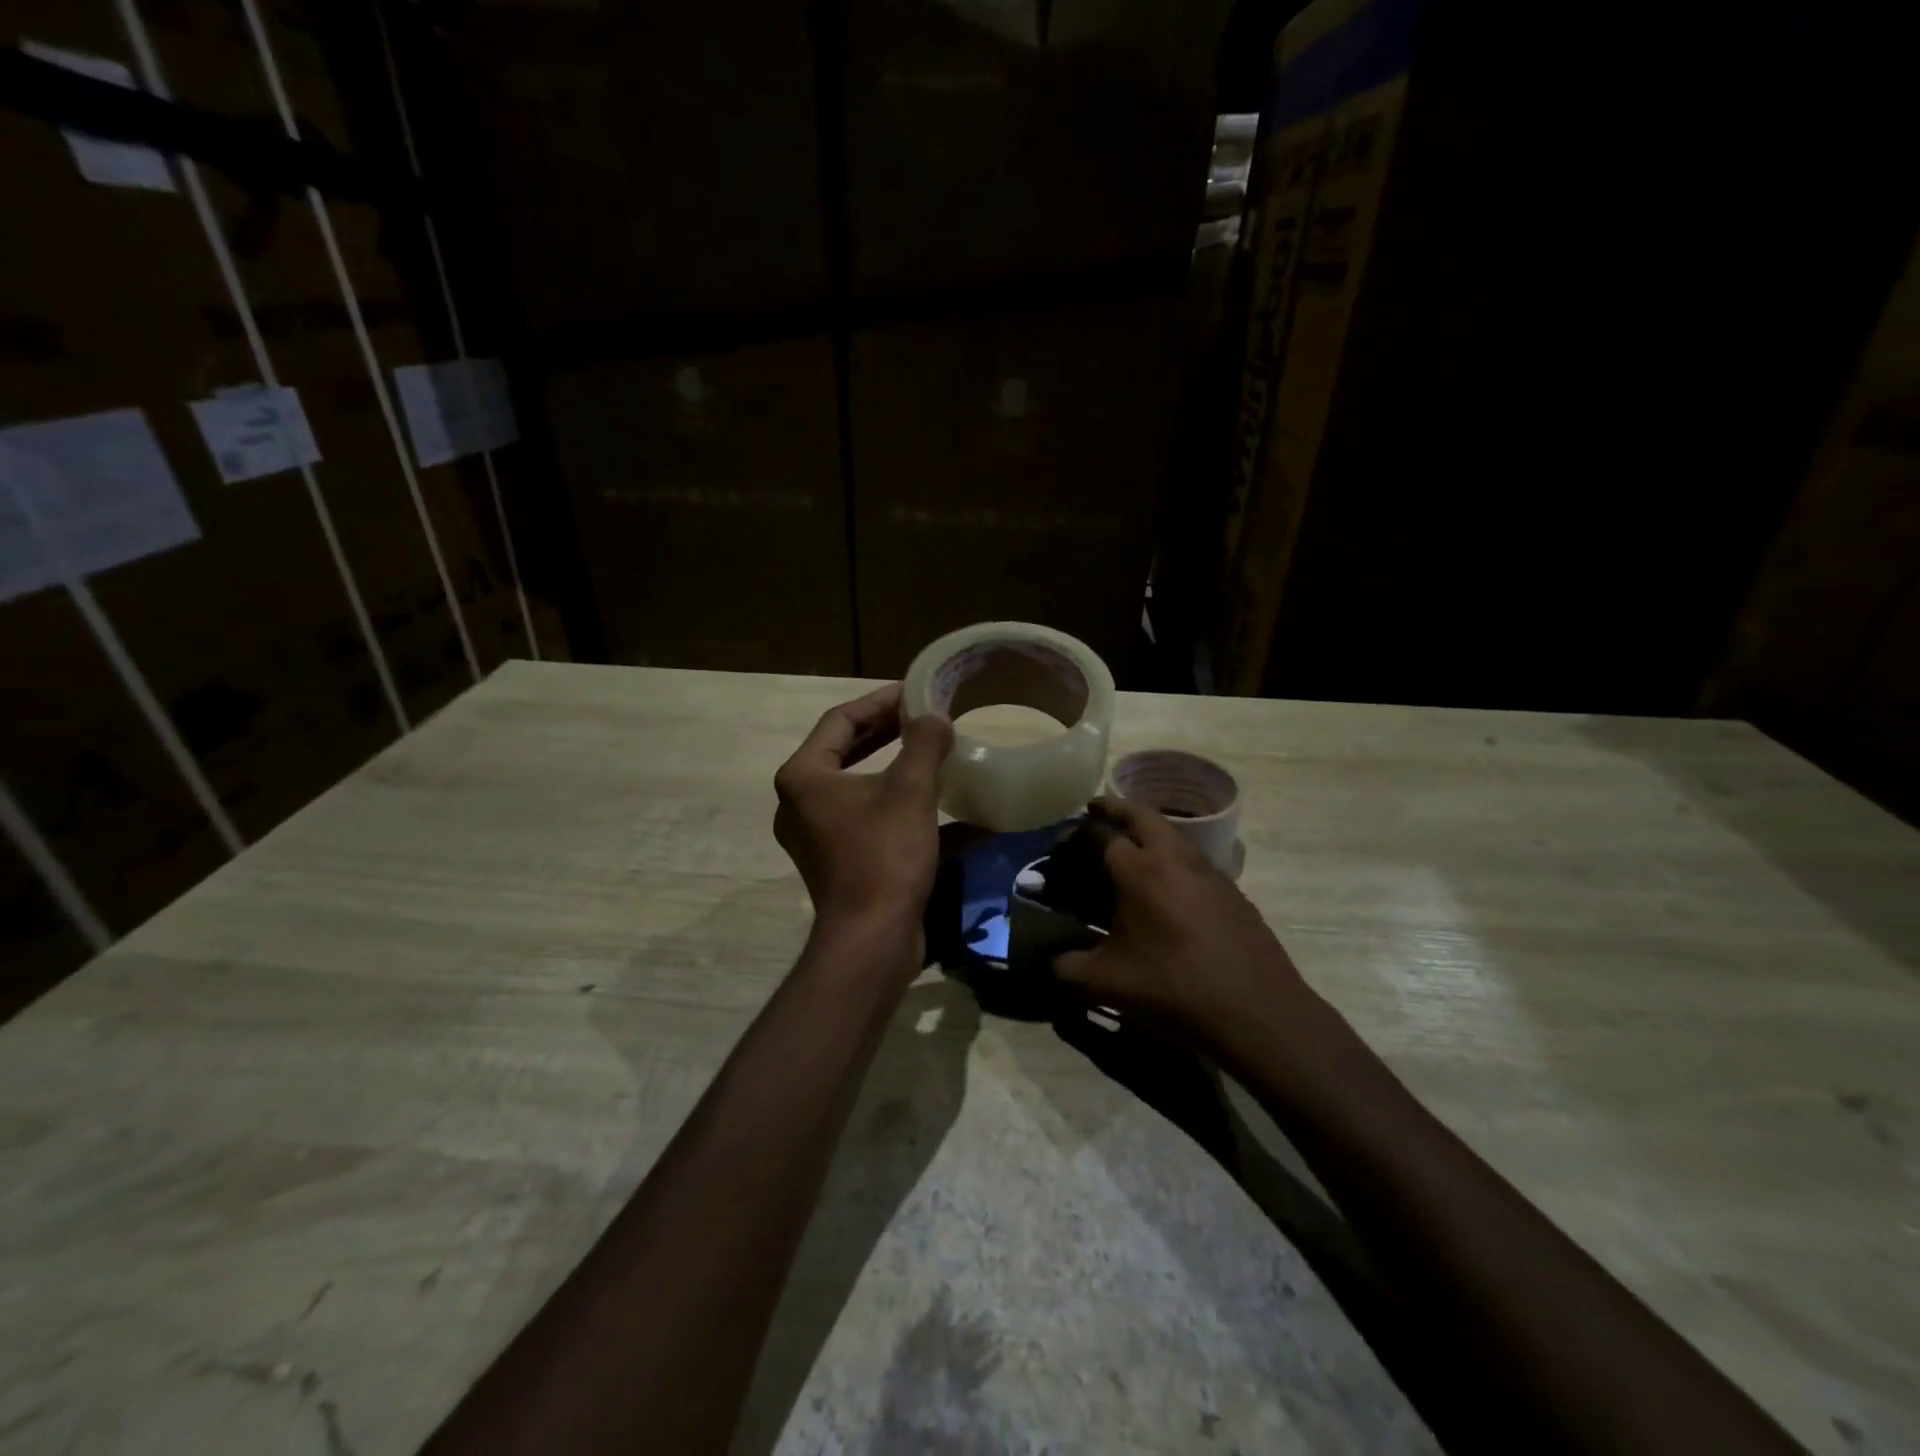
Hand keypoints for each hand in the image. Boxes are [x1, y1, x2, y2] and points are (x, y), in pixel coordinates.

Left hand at [773, 683, 952, 938]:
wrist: (872, 940)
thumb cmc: (884, 856)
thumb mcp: (910, 791)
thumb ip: (923, 743)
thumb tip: (935, 717)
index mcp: (804, 777)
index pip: (840, 720)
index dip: (880, 701)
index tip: (915, 692)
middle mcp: (801, 802)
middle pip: (846, 751)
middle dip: (887, 732)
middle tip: (924, 717)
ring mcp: (818, 834)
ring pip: (860, 786)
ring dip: (897, 769)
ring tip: (933, 752)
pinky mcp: (839, 860)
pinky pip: (870, 819)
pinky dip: (902, 809)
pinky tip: (947, 810)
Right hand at [1054, 798, 1313, 1046]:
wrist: (1257, 1011)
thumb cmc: (1174, 988)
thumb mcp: (1108, 983)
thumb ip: (1068, 968)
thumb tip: (1051, 962)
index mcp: (1140, 871)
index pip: (1100, 834)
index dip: (1077, 832)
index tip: (1062, 838)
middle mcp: (1174, 858)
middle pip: (1141, 815)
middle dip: (1115, 808)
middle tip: (1095, 811)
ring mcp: (1209, 872)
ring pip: (1172, 833)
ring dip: (1147, 828)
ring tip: (1128, 845)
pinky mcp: (1232, 891)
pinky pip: (1192, 858)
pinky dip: (1171, 855)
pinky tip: (1166, 886)